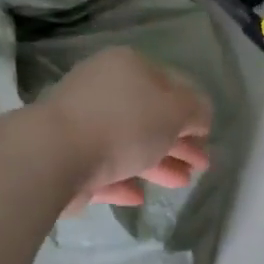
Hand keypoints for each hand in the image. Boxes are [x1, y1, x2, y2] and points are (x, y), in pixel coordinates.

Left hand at [41, 48, 212, 212]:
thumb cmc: (124, 123)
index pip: (170, 82)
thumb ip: (195, 110)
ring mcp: (81, 123)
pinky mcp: (66, 157)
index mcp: (128, 67)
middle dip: (178, 140)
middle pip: (149, 115)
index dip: (193, 107)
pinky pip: (102, 168)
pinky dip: (123, 179)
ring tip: (181, 183)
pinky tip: (139, 197)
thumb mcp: (175, 111)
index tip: (207, 134)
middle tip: (201, 165)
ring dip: (157, 163)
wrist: (55, 155)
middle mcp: (102, 89)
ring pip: (128, 143)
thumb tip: (199, 115)